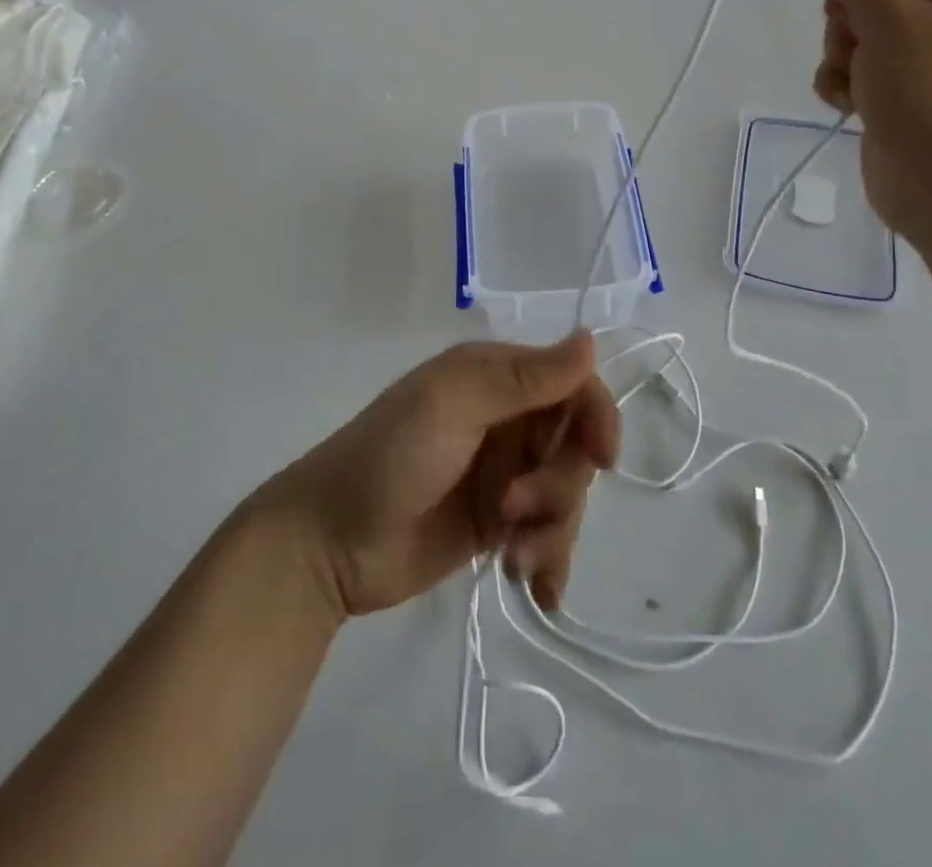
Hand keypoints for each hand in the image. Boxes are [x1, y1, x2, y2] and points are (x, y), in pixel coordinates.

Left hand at [260, 334, 619, 617]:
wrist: (329, 545)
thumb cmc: (389, 459)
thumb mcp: (453, 406)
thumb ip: (524, 379)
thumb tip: (591, 341)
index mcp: (495, 377)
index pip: (572, 384)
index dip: (596, 416)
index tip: (602, 459)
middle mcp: (506, 419)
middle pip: (574, 446)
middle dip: (559, 485)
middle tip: (514, 510)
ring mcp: (503, 474)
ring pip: (566, 494)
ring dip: (552, 530)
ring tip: (512, 558)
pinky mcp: (497, 524)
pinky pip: (547, 535)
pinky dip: (549, 560)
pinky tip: (537, 590)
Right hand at [790, 0, 931, 241]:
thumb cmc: (931, 96)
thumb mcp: (889, 20)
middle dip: (846, 7)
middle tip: (853, 34)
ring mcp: (922, 51)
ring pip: (855, 23)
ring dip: (841, 49)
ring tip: (857, 80)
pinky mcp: (897, 87)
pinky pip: (853, 63)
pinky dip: (843, 79)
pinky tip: (852, 103)